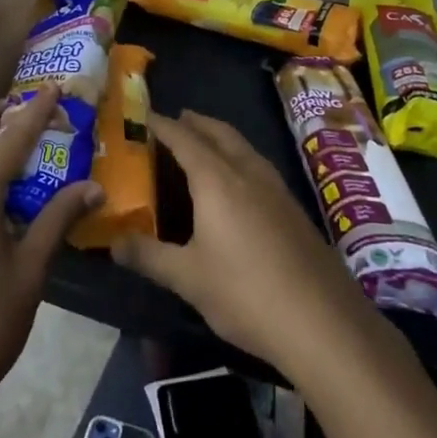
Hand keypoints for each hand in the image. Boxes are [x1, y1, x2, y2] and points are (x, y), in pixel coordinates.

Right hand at [115, 110, 376, 382]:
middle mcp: (247, 172)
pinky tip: (238, 181)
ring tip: (204, 141)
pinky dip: (239, 156)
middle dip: (196, 123)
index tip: (145, 116)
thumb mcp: (188, 278)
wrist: (322, 321)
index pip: (184, 139)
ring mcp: (276, 188)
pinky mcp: (293, 208)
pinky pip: (257, 165)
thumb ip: (149, 256)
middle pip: (219, 133)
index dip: (163, 126)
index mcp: (217, 179)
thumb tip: (114, 243)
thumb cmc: (246, 293)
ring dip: (221, 136)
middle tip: (176, 119)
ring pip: (243, 146)